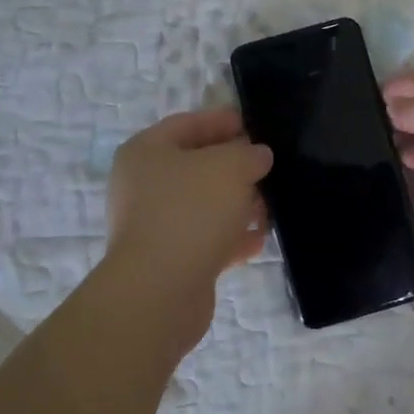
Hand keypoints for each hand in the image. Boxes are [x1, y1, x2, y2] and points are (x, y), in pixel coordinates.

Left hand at [101, 108, 272, 351]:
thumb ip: (248, 154)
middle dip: (234, 167)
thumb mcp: (230, 167)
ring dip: (236, 204)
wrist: (159, 292)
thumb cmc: (191, 211)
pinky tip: (259, 240)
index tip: (253, 125)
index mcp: (146, 151)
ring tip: (270, 207)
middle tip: (268, 168)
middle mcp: (143, 185)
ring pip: (202, 205)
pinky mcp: (167, 261)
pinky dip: (230, 237)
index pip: (188, 124)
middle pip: (196, 166)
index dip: (221, 121)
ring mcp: (153, 225)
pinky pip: (204, 239)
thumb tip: (256, 156)